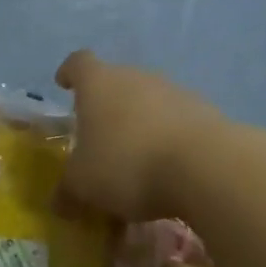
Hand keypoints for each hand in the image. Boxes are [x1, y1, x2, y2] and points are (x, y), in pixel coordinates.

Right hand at [55, 51, 224, 220]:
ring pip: (149, 102)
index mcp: (98, 83)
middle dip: (107, 107)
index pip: (78, 63)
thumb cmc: (127, 164)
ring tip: (137, 162)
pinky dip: (169, 140)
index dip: (69, 73)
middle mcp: (136, 77)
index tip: (65, 84)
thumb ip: (68, 191)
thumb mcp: (84, 185)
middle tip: (100, 138)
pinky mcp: (206, 112)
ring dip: (141, 124)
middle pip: (116, 82)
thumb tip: (59, 203)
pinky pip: (177, 122)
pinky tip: (169, 171)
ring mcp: (174, 91)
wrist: (205, 166)